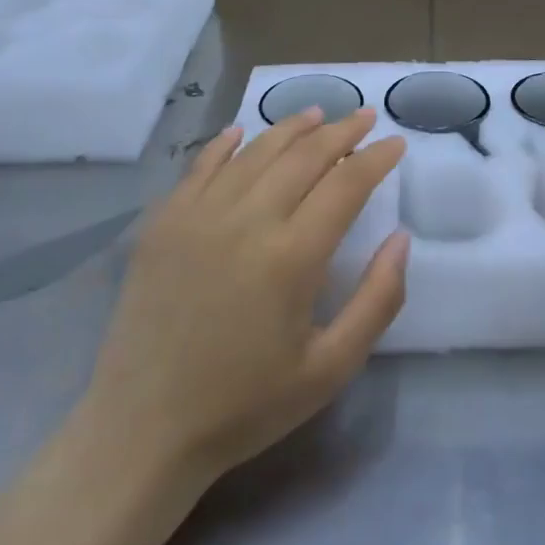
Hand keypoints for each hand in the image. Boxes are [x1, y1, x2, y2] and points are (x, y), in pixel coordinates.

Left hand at [74, 108, 408, 487]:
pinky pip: (201, 166)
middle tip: (365, 116)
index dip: (376, 158)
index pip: (346, 184)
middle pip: (304, 156)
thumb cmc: (245, 405)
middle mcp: (246, 220)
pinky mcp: (164, 223)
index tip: (396, 144)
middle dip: (341, 131)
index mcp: (292, 256)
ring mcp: (199, 215)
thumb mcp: (329, 369)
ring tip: (317, 114)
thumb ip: (377, 301)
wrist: (143, 430)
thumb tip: (401, 238)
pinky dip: (226, 144)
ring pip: (255, 151)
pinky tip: (242, 131)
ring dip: (291, 128)